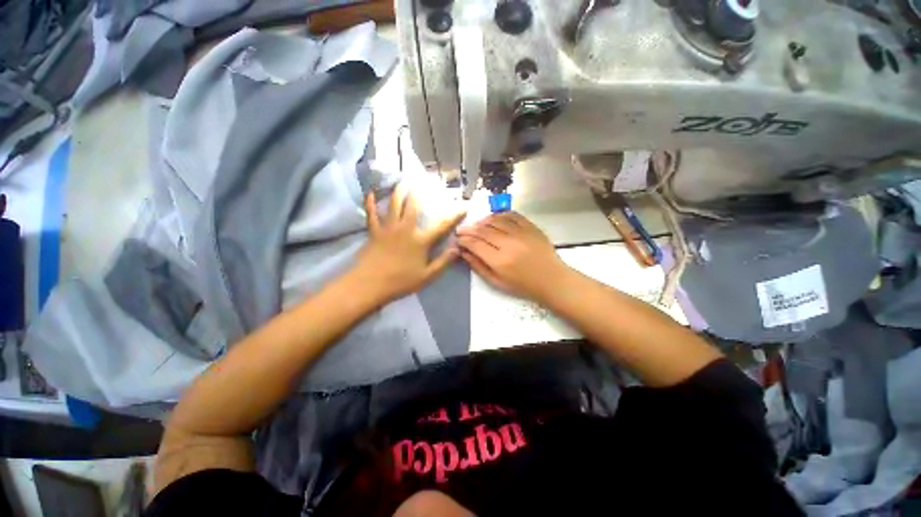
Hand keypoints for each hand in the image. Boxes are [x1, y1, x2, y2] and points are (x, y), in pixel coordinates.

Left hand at [352, 184, 466, 303]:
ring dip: (399, 191)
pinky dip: (370, 203)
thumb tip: (457, 248)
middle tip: (423, 180)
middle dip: (420, 193)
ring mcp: (388, 228)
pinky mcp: (374, 231)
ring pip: (394, 204)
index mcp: (420, 241)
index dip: (454, 216)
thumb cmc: (400, 281)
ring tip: (403, 181)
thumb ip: (443, 262)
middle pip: (414, 206)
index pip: (442, 226)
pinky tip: (369, 193)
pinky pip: (371, 214)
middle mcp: (405, 229)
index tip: (464, 206)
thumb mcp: (427, 276)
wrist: (370, 284)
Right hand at [456, 212, 568, 301]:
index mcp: (499, 261)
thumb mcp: (497, 282)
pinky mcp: (531, 227)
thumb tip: (463, 252)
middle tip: (461, 229)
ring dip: (482, 221)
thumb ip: (478, 266)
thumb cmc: (523, 285)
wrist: (551, 279)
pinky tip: (494, 219)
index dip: (463, 240)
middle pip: (482, 230)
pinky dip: (500, 215)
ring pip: (495, 220)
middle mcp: (509, 244)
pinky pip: (512, 215)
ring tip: (477, 225)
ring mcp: (521, 233)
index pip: (475, 244)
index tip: (458, 239)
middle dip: (469, 229)